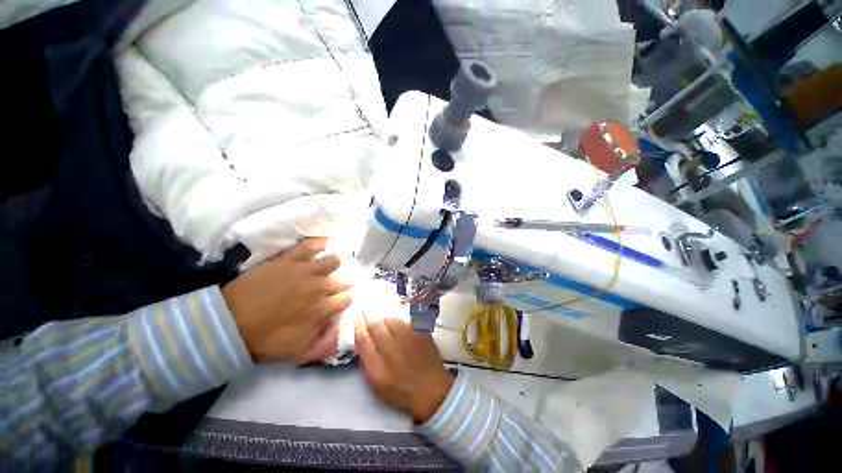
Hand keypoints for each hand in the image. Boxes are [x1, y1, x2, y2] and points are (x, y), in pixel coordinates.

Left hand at [222, 238, 350, 363]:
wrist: (230, 324)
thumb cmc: (265, 341)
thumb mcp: (299, 352)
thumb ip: (325, 343)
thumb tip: (340, 328)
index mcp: (323, 309)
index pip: (347, 299)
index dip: (346, 299)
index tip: (341, 300)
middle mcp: (321, 287)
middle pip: (343, 280)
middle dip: (342, 283)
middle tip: (334, 285)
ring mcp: (306, 271)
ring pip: (333, 260)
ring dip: (334, 264)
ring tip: (329, 266)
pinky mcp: (289, 260)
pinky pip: (310, 245)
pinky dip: (319, 243)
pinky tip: (324, 243)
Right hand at [355, 314, 454, 423]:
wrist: (431, 389)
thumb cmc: (401, 390)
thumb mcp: (378, 383)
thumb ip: (367, 360)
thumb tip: (362, 337)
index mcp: (378, 370)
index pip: (363, 341)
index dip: (358, 328)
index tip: (357, 320)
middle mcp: (392, 352)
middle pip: (376, 326)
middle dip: (369, 316)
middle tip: (366, 310)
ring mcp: (409, 340)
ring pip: (391, 320)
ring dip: (385, 318)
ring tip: (384, 320)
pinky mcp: (421, 333)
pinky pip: (405, 320)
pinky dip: (399, 321)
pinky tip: (399, 325)